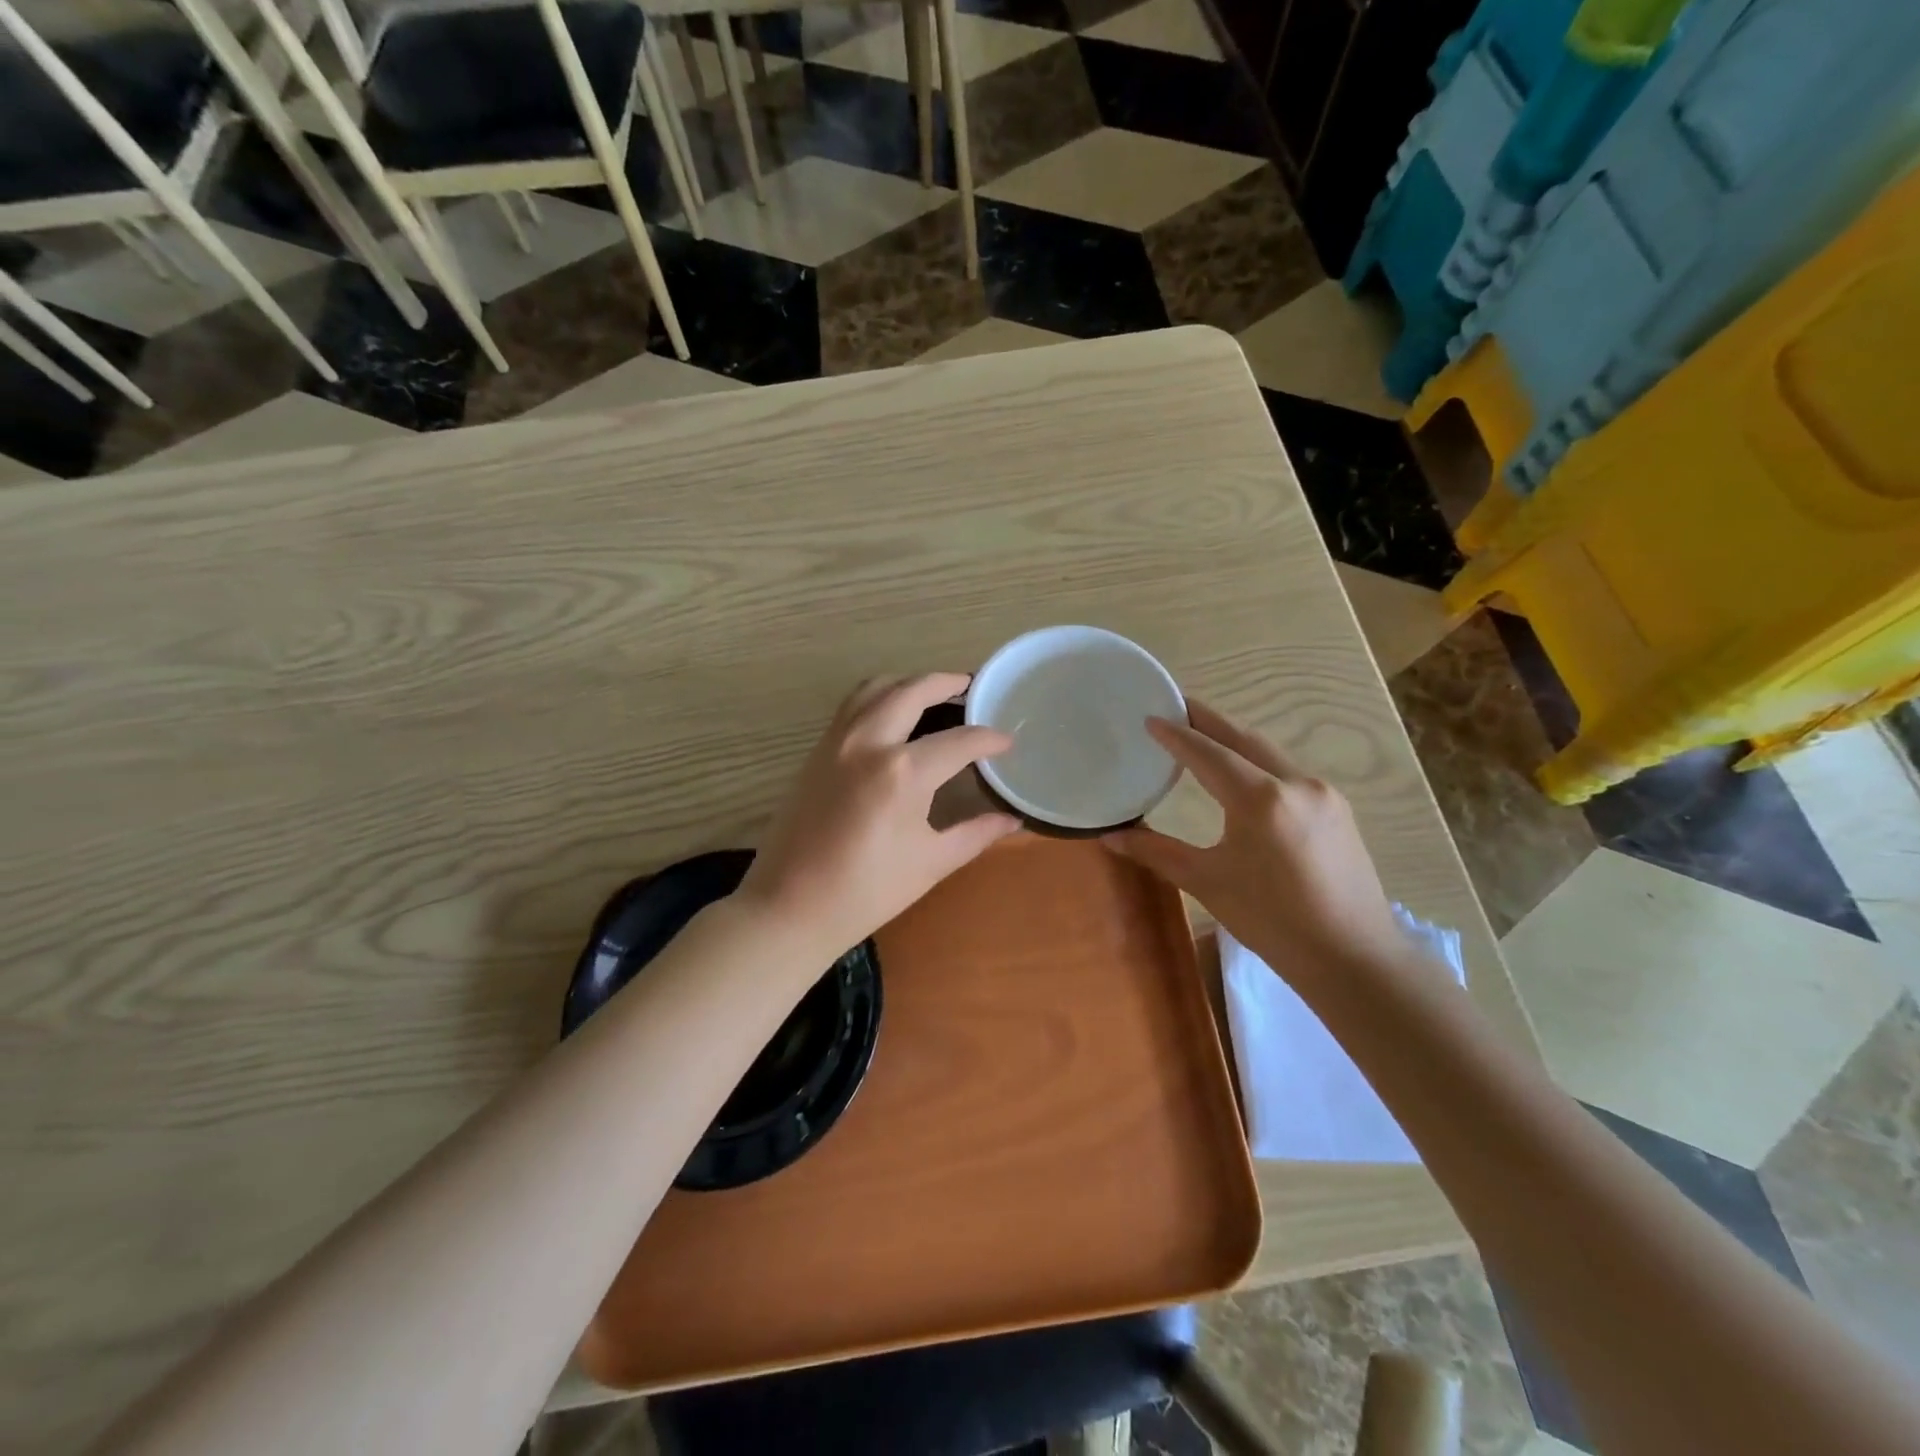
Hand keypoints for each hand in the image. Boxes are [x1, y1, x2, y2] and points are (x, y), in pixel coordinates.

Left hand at [739, 674, 1021, 957]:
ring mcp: (837, 741)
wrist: (790, 906)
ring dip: (907, 682)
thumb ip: (975, 833)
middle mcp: (869, 742)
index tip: (1008, 742)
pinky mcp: (817, 750)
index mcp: (903, 771)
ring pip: (875, 688)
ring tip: (931, 692)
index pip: (960, 741)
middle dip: (947, 683)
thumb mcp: (931, 862)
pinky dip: (878, 697)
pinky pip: (851, 706)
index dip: (989, 739)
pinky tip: (891, 715)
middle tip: (970, 687)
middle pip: (913, 691)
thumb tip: (1011, 819)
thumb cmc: (868, 891)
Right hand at [1104, 701, 1403, 977]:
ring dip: (1234, 739)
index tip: (1150, 717)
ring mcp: (1323, 793)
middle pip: (1243, 737)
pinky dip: (1258, 761)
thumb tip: (1111, 836)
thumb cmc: (1273, 922)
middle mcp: (1295, 783)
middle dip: (1207, 720)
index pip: (1208, 753)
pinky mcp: (1337, 809)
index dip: (1176, 735)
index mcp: (1260, 799)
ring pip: (1269, 752)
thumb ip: (1157, 852)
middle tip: (1176, 706)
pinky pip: (1288, 771)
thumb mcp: (1208, 883)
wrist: (1353, 957)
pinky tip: (1243, 773)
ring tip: (1203, 735)